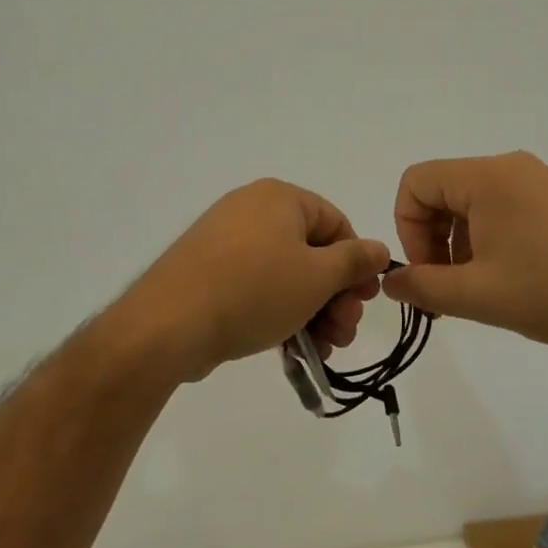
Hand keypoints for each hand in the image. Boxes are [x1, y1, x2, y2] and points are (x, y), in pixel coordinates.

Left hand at [116, 180, 389, 381]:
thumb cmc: (254, 290)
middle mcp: (252, 210)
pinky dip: (279, 313)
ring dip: (312, 312)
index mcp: (279, 198)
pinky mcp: (209, 273)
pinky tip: (295, 350)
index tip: (362, 301)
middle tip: (344, 334)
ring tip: (322, 350)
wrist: (169, 324)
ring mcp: (226, 242)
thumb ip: (354, 261)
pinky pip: (257, 287)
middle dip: (334, 297)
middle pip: (311, 252)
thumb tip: (378, 249)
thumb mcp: (317, 277)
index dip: (356, 263)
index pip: (336, 222)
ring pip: (286, 275)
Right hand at [381, 151, 547, 361]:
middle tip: (447, 287)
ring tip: (480, 288)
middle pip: (442, 190)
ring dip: (459, 242)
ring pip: (471, 202)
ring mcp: (536, 181)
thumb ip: (423, 287)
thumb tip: (390, 281)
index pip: (415, 183)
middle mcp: (509, 167)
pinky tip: (508, 277)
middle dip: (433, 238)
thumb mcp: (477, 295)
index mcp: (485, 178)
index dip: (408, 228)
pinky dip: (487, 238)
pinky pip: (501, 207)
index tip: (427, 272)